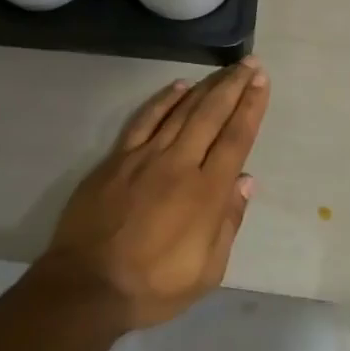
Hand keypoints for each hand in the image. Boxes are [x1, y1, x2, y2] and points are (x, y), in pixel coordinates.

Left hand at [43, 59, 271, 329]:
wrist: (87, 286)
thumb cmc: (154, 286)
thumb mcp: (207, 271)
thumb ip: (229, 222)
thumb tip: (246, 181)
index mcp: (206, 193)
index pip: (235, 139)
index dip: (251, 107)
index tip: (261, 82)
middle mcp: (179, 165)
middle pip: (211, 115)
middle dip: (234, 86)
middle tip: (250, 64)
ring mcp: (144, 158)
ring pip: (181, 111)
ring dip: (206, 87)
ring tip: (224, 70)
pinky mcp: (116, 160)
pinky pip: (144, 120)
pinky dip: (163, 100)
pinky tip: (178, 86)